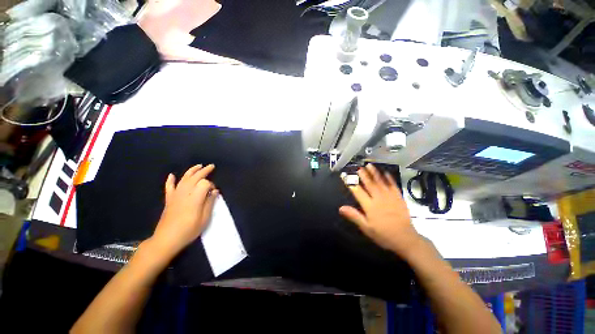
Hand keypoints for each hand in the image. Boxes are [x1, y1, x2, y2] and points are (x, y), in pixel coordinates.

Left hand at [151, 164, 218, 256]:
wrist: (166, 239)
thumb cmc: (189, 230)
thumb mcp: (204, 219)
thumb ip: (210, 203)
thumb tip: (215, 191)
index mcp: (195, 198)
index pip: (205, 183)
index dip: (211, 185)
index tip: (214, 192)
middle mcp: (185, 193)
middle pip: (195, 177)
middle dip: (204, 171)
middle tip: (211, 166)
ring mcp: (175, 196)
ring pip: (183, 179)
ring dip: (191, 171)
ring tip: (198, 165)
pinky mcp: (169, 200)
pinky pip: (169, 187)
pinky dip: (170, 180)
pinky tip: (172, 175)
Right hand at [339, 164, 422, 258]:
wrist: (405, 239)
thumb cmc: (383, 234)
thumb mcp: (366, 228)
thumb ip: (354, 216)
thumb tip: (340, 208)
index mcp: (370, 206)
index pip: (357, 191)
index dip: (350, 183)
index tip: (345, 176)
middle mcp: (379, 199)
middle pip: (369, 184)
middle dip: (363, 175)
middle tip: (358, 167)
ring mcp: (390, 197)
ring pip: (380, 182)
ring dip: (375, 173)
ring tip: (369, 165)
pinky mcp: (399, 198)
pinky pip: (393, 185)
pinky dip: (389, 178)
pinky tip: (386, 173)